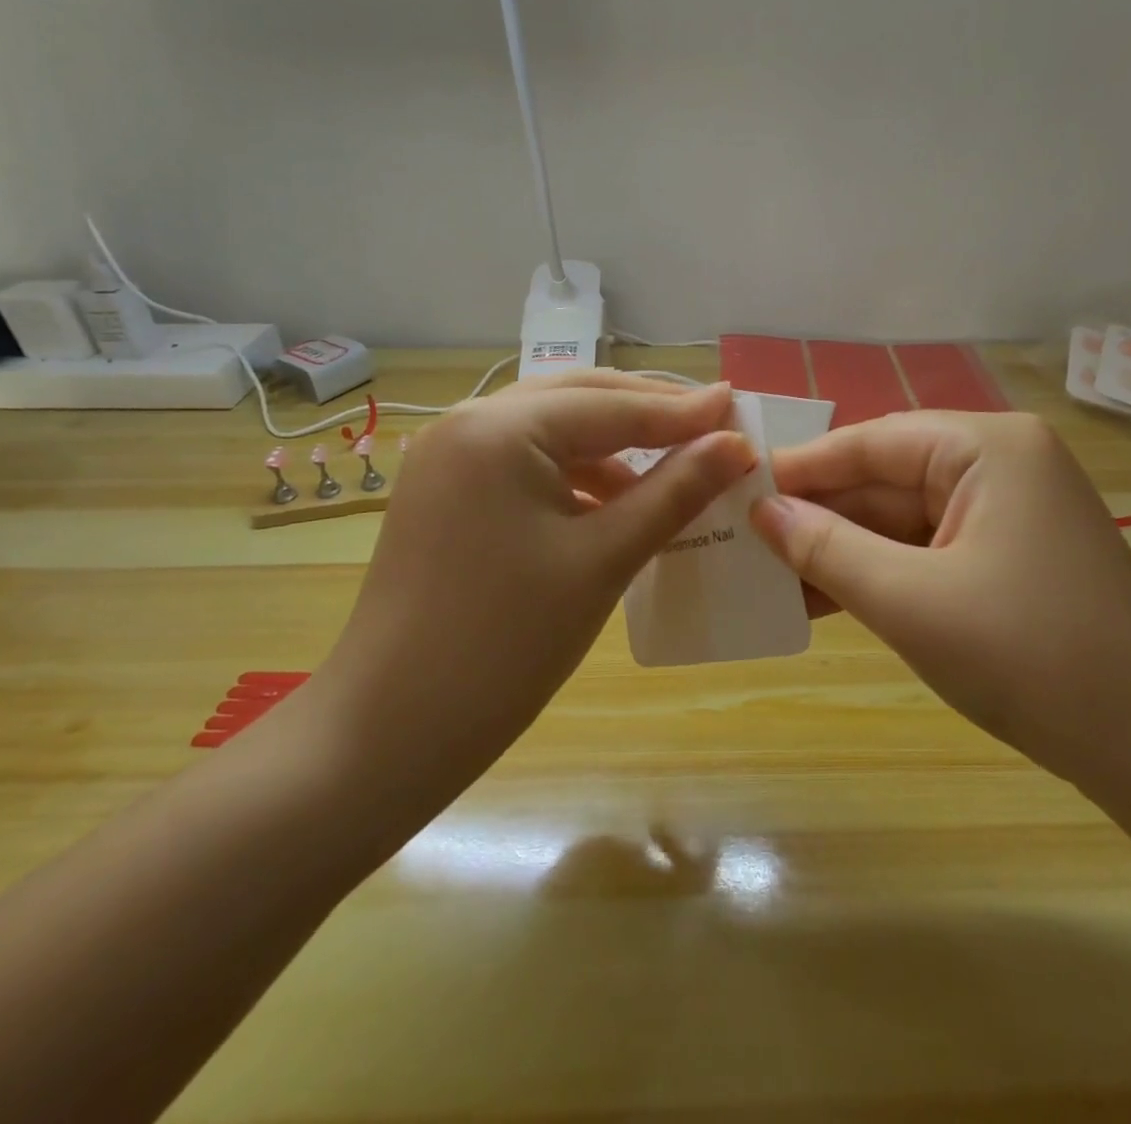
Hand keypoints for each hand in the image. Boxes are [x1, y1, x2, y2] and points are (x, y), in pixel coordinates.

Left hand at [301, 372, 755, 824]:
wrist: (390, 730)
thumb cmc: (506, 643)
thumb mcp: (604, 559)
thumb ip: (675, 491)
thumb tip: (738, 444)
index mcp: (501, 428)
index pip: (613, 405)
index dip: (683, 411)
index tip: (740, 405)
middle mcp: (468, 422)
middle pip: (579, 400)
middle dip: (648, 413)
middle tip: (713, 428)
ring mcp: (450, 456)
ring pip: (553, 429)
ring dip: (614, 444)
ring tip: (675, 466)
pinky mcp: (447, 491)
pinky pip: (527, 462)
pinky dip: (577, 472)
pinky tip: (615, 500)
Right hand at [749, 411, 1130, 774]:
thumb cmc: (1030, 657)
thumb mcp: (911, 600)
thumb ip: (828, 548)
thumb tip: (761, 512)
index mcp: (987, 447)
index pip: (872, 441)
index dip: (801, 467)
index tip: (735, 486)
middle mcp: (1000, 464)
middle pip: (886, 479)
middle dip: (818, 515)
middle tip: (742, 538)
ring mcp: (1007, 512)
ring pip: (901, 520)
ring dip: (842, 550)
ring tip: (767, 574)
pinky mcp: (1008, 557)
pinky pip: (926, 551)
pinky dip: (879, 574)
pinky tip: (822, 597)